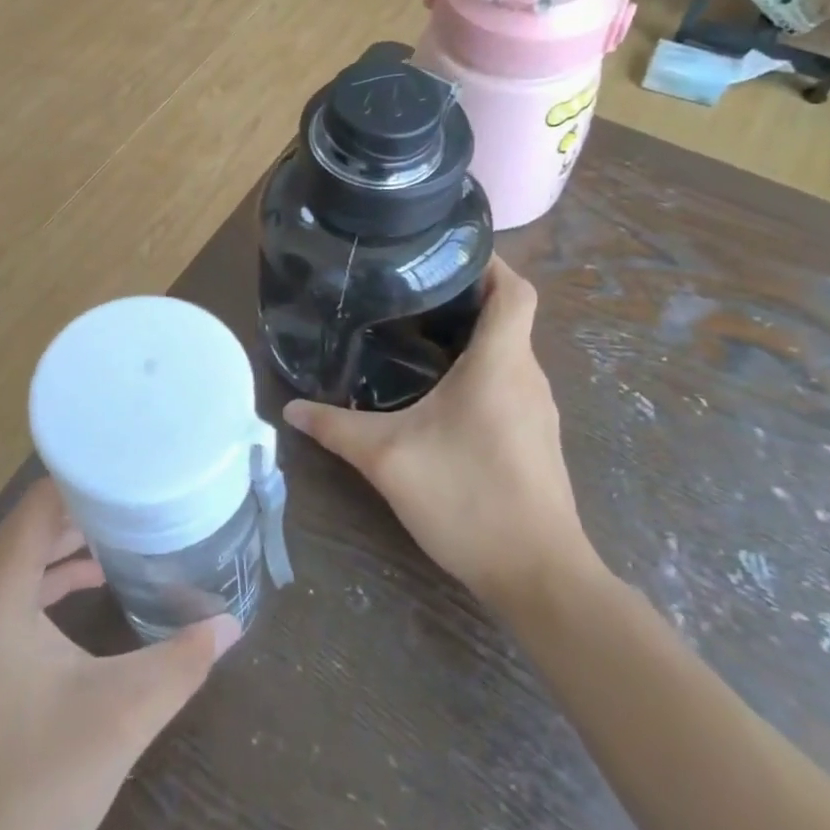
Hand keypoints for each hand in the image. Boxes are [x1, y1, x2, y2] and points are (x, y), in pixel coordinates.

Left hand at [0, 479, 240, 829]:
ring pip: (20, 557)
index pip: (40, 502)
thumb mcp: (120, 717)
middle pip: (30, 524)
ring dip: (68, 542)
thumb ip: (180, 662)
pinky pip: (12, 590)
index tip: (137, 468)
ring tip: (128, 530)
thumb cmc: (34, 786)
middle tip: (144, 494)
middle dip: (87, 508)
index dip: (88, 479)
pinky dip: (50, 578)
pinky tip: (93, 583)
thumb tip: (233, 623)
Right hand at [283, 257, 594, 611]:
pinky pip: (508, 382)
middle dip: (465, 295)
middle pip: (509, 315)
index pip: (515, 289)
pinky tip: (438, 391)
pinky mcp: (535, 438)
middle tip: (410, 290)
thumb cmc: (469, 498)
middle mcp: (526, 376)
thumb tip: (290, 408)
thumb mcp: (388, 458)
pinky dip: (478, 370)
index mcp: (501, 363)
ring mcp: (537, 410)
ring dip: (471, 335)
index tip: (447, 251)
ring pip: (508, 351)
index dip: (489, 261)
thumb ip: (335, 427)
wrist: (539, 578)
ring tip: (415, 332)